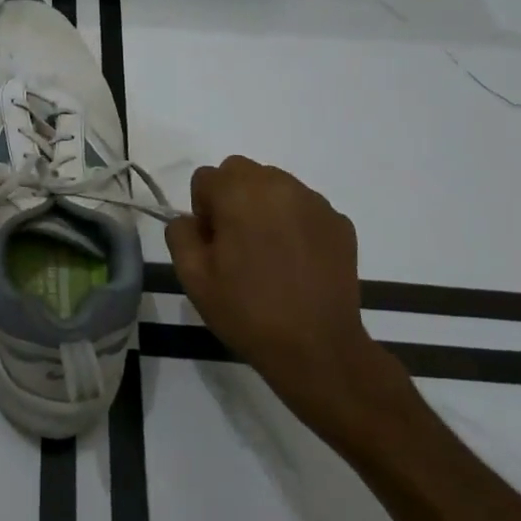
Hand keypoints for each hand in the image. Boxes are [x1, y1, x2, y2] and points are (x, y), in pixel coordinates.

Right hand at [165, 157, 411, 447]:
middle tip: (237, 243)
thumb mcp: (193, 277)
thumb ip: (181, 234)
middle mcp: (278, 185)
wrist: (318, 349)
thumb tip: (191, 220)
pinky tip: (296, 261)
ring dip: (263, 205)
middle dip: (231, 197)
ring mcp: (314, 202)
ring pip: (274, 185)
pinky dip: (294, 222)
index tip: (213, 244)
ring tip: (269, 251)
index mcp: (239, 193)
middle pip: (241, 171)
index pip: (206, 177)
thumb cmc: (248, 311)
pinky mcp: (339, 222)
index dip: (202, 209)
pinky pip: (304, 207)